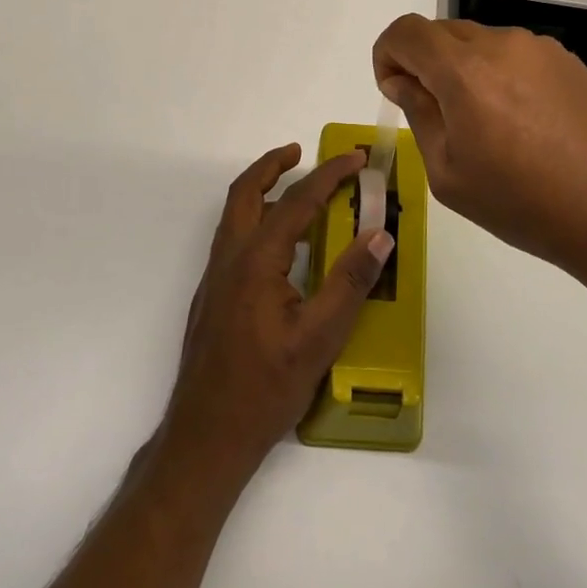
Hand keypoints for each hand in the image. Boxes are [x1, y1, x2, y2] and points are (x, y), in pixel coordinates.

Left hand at [157, 144, 394, 491]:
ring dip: (263, 190)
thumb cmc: (265, 388)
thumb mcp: (319, 338)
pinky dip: (257, 219)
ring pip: (236, 215)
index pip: (297, 202)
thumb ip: (350, 282)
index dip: (329, 175)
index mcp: (256, 260)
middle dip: (273, 165)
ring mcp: (216, 276)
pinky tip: (282, 246)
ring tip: (296, 189)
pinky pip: (235, 238)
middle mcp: (229, 258)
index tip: (355, 158)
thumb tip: (380, 234)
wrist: (206, 436)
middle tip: (302, 151)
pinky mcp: (213, 295)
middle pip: (246, 192)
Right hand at [372, 15, 586, 292]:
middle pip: (441, 33)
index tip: (395, 91)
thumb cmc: (521, 202)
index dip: (387, 54)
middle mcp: (502, 44)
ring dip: (463, 69)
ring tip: (484, 124)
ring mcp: (540, 49)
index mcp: (464, 70)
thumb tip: (402, 81)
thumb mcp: (448, 172)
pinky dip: (498, 74)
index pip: (406, 32)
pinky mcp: (568, 62)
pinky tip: (520, 122)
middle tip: (435, 114)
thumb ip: (418, 114)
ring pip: (479, 42)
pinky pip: (514, 54)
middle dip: (423, 64)